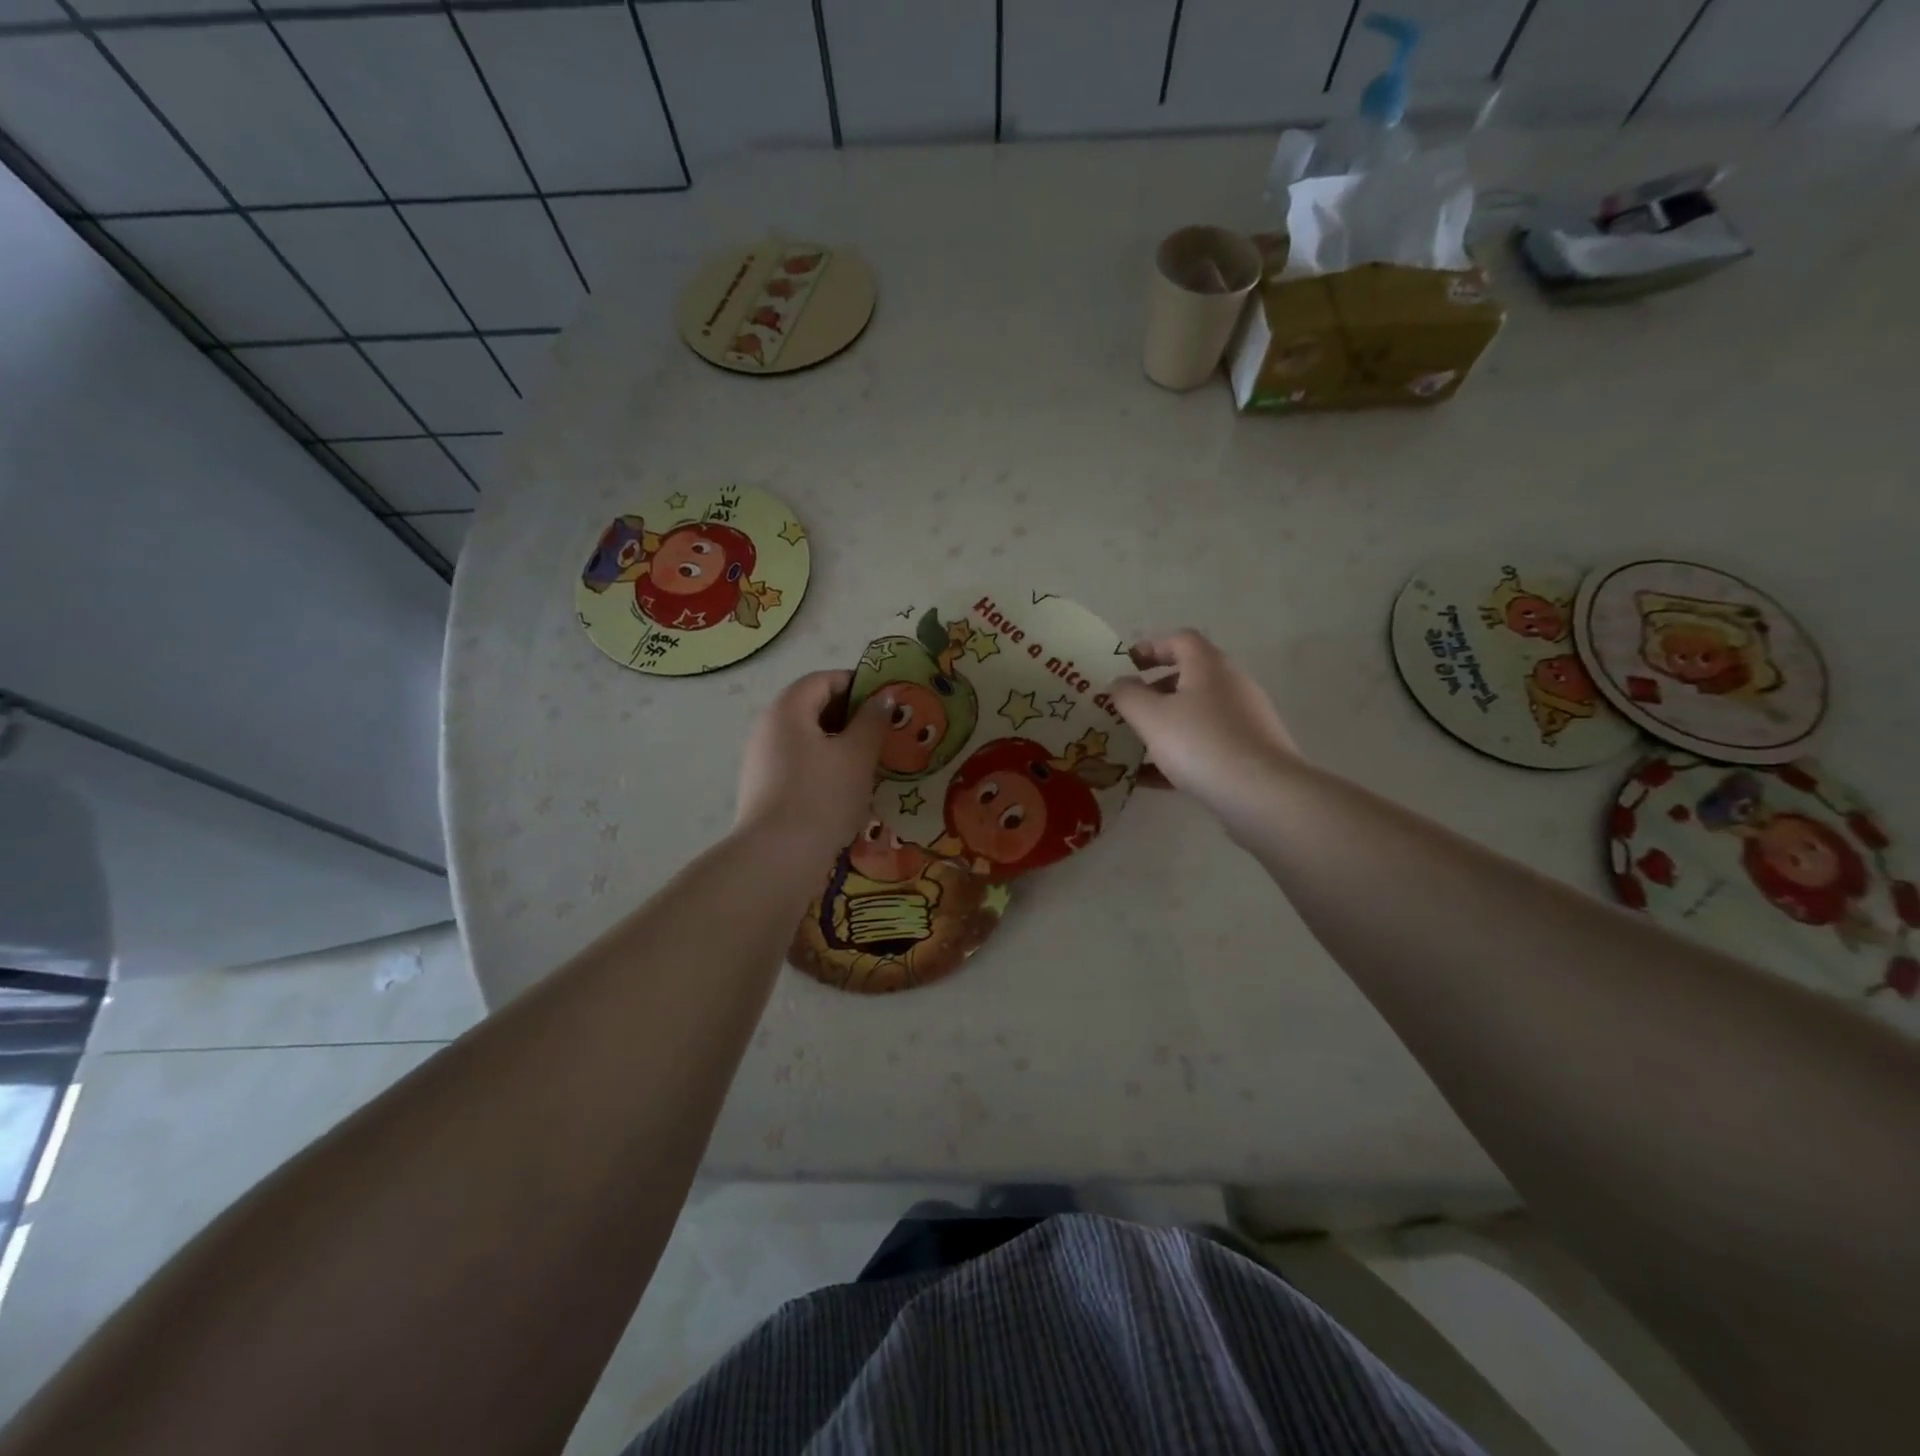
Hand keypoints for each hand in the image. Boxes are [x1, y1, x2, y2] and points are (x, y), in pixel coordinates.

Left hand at [735, 670, 892, 859]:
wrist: (778, 857)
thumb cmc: (822, 795)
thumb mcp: (857, 755)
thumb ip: (872, 721)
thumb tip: (883, 697)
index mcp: (788, 709)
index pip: (823, 679)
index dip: (857, 684)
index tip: (886, 701)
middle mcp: (768, 727)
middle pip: (812, 707)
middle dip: (850, 716)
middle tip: (883, 732)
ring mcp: (761, 760)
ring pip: (806, 739)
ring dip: (838, 743)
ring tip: (870, 762)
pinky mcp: (763, 789)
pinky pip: (798, 764)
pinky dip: (823, 766)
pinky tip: (845, 789)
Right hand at [1108, 631, 1301, 824]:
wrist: (1263, 795)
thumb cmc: (1201, 744)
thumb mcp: (1151, 717)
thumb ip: (1128, 695)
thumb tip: (1121, 683)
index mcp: (1209, 667)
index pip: (1180, 640)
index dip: (1151, 647)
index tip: (1125, 665)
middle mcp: (1231, 686)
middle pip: (1188, 678)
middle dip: (1153, 692)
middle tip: (1125, 709)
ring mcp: (1244, 721)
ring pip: (1195, 715)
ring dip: (1164, 726)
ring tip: (1133, 746)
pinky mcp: (1248, 753)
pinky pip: (1205, 746)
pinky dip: (1178, 755)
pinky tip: (1150, 779)